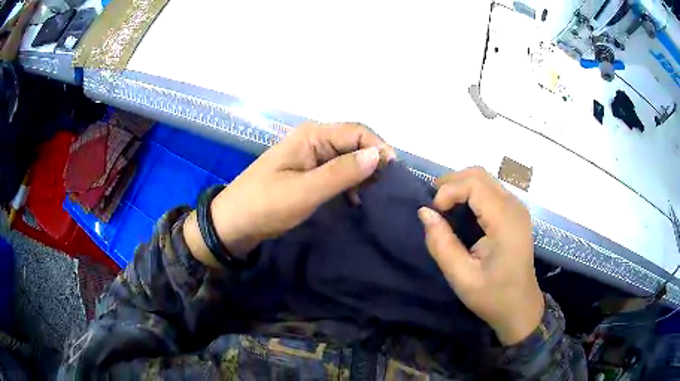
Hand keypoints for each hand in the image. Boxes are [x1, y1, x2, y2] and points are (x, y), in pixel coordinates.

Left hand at [184, 122, 392, 267]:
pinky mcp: (308, 171)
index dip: (380, 149)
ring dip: (363, 174)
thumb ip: (342, 172)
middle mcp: (314, 139)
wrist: (233, 224)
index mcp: (312, 135)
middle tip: (387, 191)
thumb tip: (378, 155)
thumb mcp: (305, 191)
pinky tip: (356, 200)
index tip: (394, 176)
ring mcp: (310, 155)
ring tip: (375, 197)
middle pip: (355, 142)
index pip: (358, 131)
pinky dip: (350, 183)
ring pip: (348, 157)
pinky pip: (337, 170)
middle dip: (373, 162)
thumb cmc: (265, 206)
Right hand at [417, 167, 543, 345]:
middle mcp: (514, 206)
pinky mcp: (514, 213)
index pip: (474, 184)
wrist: (520, 308)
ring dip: (460, 186)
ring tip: (443, 207)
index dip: (449, 191)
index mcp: (505, 221)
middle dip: (452, 183)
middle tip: (434, 205)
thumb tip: (424, 212)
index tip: (433, 213)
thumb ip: (442, 244)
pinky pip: (490, 190)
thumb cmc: (493, 296)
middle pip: (479, 175)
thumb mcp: (462, 278)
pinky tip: (460, 211)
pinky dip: (470, 193)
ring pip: (484, 179)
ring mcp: (517, 208)